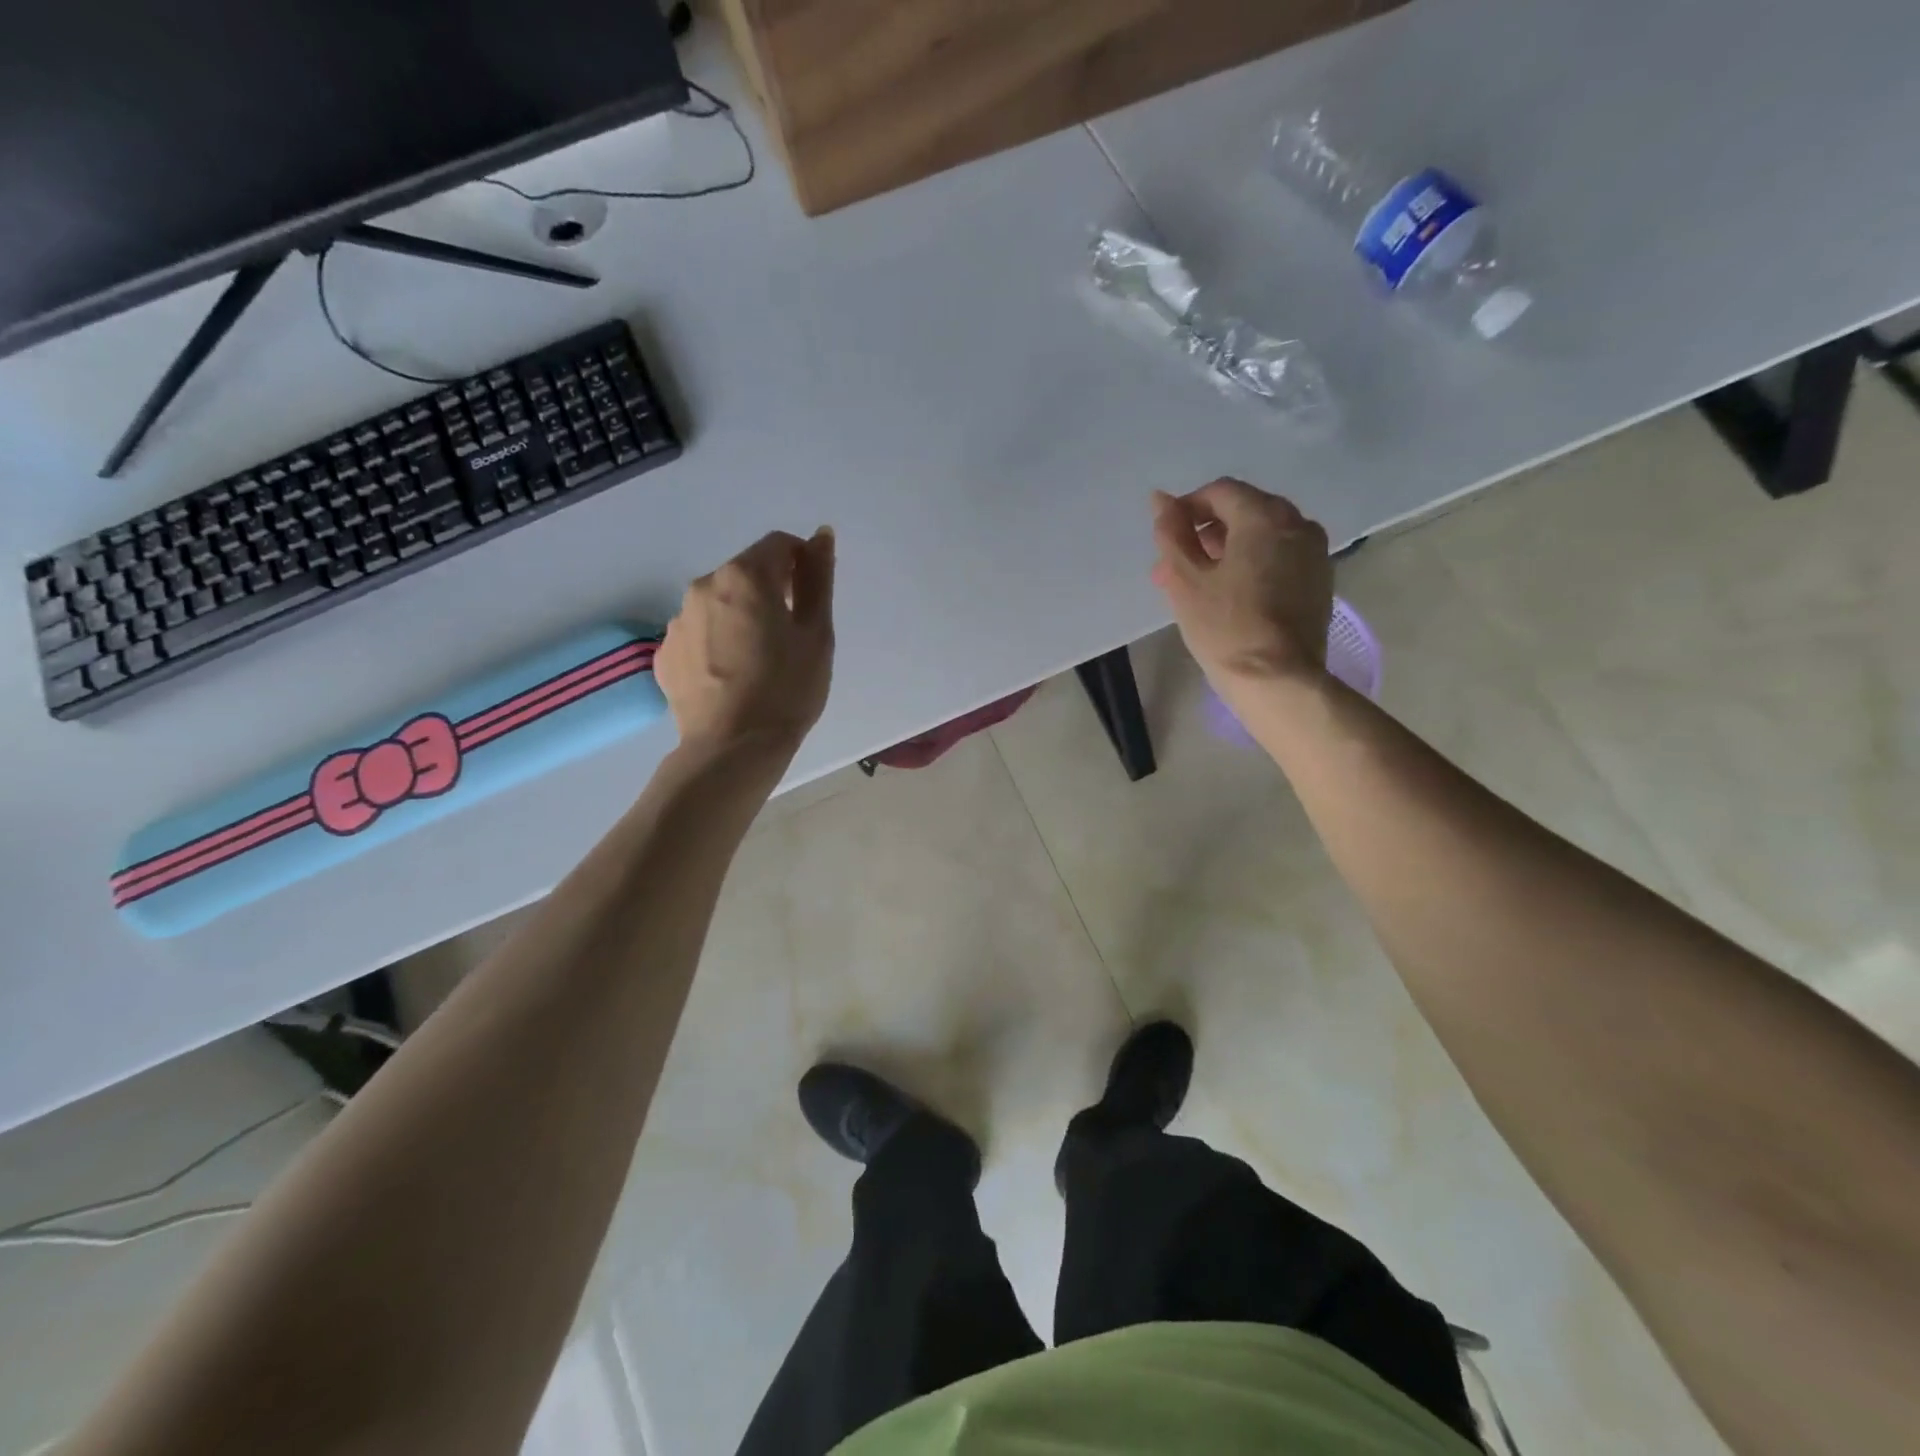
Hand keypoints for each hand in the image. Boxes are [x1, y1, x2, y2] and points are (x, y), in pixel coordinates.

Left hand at [657, 528, 835, 756]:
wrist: (732, 748)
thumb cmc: (787, 689)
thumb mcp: (816, 633)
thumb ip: (818, 579)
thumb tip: (821, 535)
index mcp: (744, 576)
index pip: (779, 545)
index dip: (802, 564)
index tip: (812, 599)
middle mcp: (703, 586)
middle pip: (746, 573)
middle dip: (771, 591)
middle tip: (791, 636)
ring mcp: (678, 621)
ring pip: (720, 603)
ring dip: (742, 616)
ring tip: (760, 661)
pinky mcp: (665, 654)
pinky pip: (700, 634)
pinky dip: (718, 642)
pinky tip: (733, 676)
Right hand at [1150, 479, 1331, 693]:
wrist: (1277, 680)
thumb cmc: (1224, 627)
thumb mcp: (1185, 579)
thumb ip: (1172, 533)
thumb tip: (1161, 499)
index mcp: (1264, 516)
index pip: (1221, 492)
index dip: (1188, 508)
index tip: (1167, 539)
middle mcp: (1297, 524)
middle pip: (1244, 511)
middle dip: (1206, 533)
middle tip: (1176, 567)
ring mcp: (1314, 553)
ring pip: (1263, 536)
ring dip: (1227, 550)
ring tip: (1199, 584)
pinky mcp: (1319, 582)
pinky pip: (1280, 558)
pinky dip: (1252, 564)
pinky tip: (1231, 595)